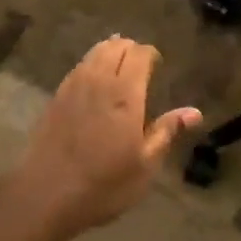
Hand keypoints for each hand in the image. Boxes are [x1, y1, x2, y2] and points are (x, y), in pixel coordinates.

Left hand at [11, 36, 200, 239]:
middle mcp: (99, 80)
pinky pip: (79, 66)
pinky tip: (94, 80)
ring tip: (119, 65)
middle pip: (115, 46)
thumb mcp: (145, 165)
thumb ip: (167, 132)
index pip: (139, 54)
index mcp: (125, 93)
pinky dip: (91, 63)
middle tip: (141, 64)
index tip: (158, 64)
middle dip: (131, 49)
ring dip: (110, 51)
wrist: (46, 194)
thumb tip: (194, 112)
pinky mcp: (56, 96)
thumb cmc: (104, 184)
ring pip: (94, 52)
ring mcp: (73, 86)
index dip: (150, 54)